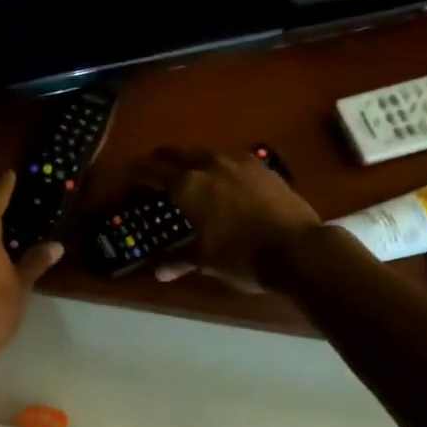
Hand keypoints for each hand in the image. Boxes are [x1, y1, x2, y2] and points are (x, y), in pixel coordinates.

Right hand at [135, 147, 321, 291]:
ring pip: (208, 153)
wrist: (297, 248)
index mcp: (189, 187)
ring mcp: (239, 163)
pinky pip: (234, 160)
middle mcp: (210, 167)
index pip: (155, 172)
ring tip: (190, 167)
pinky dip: (221, 165)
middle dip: (164, 157)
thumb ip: (180, 260)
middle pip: (180, 154)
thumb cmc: (243, 257)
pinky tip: (226, 175)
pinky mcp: (263, 168)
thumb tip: (158, 272)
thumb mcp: (207, 261)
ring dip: (194, 158)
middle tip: (154, 161)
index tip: (129, 168)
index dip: (140, 170)